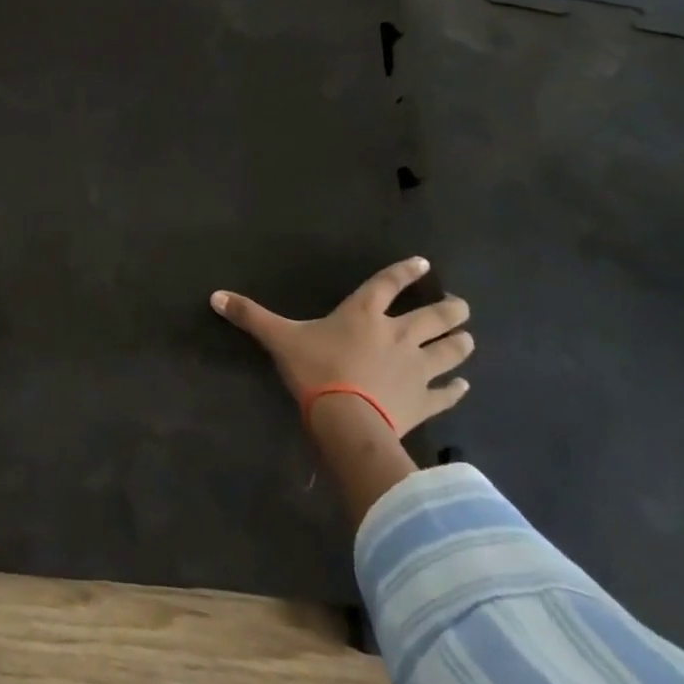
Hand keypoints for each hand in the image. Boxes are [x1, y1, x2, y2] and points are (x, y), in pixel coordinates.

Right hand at [211, 256, 471, 437]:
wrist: (347, 420)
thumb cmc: (315, 370)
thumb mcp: (279, 339)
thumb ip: (250, 316)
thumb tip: (214, 296)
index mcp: (364, 314)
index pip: (388, 284)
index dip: (406, 272)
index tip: (424, 264)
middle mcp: (398, 334)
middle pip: (435, 316)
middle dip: (452, 309)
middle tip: (462, 306)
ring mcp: (417, 368)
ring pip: (450, 350)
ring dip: (460, 343)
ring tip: (468, 338)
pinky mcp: (425, 401)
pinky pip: (447, 393)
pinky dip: (456, 388)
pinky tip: (462, 385)